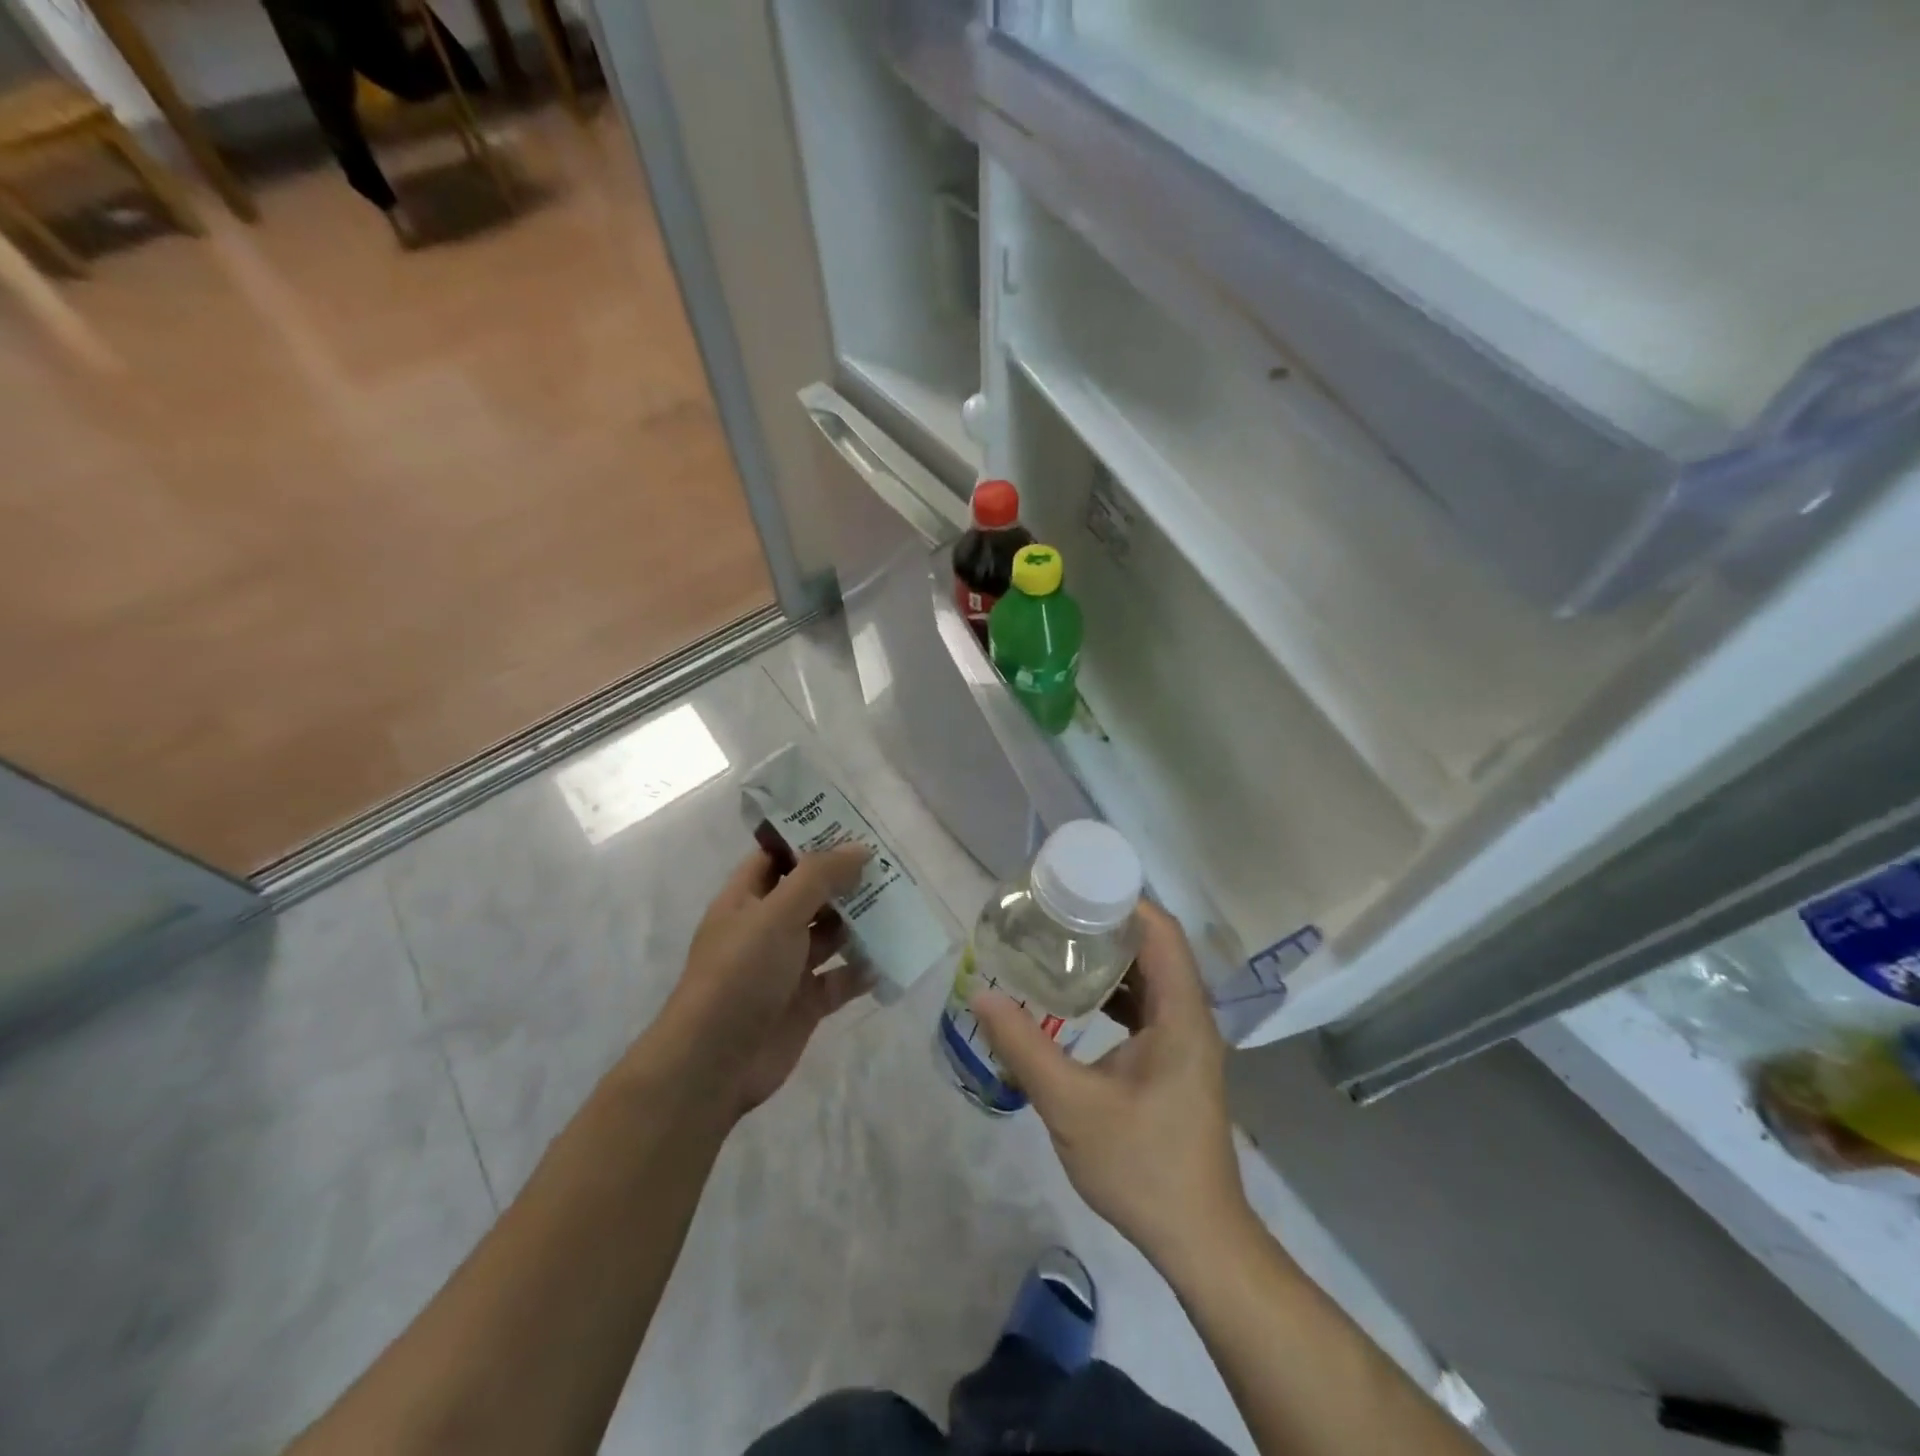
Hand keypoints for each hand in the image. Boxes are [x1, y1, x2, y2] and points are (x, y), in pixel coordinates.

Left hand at [653, 844, 870, 1120]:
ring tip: (901, 903)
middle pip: (810, 895)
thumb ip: (819, 877)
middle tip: (890, 863)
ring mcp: (787, 967)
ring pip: (829, 935)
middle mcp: (766, 928)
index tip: (852, 825)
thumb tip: (859, 848)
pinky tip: (892, 956)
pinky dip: (863, 968)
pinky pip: (841, 978)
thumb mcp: (777, 914)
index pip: (778, 857)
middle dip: (844, 881)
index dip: (810, 840)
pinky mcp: (806, 1002)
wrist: (714, 1064)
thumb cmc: (740, 974)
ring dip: (860, 922)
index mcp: (746, 899)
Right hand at [972, 902, 1249, 1269]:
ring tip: (1058, 946)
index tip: (1073, 887)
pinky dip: (1114, 992)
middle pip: (1154, 947)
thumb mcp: (1072, 1106)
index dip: (1121, 901)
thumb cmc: (1142, 1166)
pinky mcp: (1175, 1060)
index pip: (1159, 931)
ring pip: (1150, 977)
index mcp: (1181, 1014)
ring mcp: (1186, 1039)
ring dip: (1109, 959)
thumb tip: (982, 997)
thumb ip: (1025, 1048)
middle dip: (1106, 925)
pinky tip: (1076, 999)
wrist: (1198, 1239)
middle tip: (1053, 914)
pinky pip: (1146, 1006)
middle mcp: (1190, 1015)